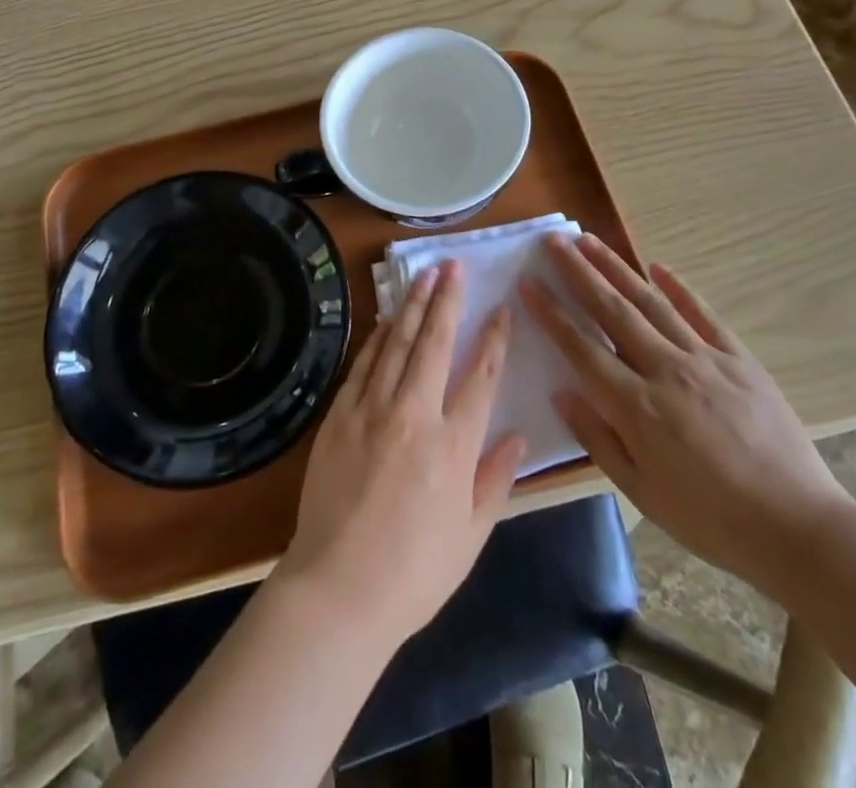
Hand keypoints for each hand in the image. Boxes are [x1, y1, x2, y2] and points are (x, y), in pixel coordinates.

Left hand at [277, 261, 527, 646]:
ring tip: (424, 274)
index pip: (481, 376)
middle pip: (435, 343)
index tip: (501, 308)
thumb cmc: (414, 572)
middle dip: (447, 300)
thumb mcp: (471, 536)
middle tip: (454, 265)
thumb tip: (517, 435)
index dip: (494, 339)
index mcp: (453, 445)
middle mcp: (414, 414)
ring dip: (412, 305)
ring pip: (397, 344)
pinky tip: (388, 319)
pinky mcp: (340, 415)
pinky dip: (378, 337)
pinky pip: (363, 364)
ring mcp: (372, 410)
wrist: (338, 590)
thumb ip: (495, 480)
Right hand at [522, 234, 855, 595]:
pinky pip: (703, 314)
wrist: (799, 527)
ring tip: (590, 240)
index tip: (528, 282)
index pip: (581, 347)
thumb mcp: (643, 493)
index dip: (551, 312)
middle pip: (612, 310)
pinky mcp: (739, 359)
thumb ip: (598, 439)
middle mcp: (665, 370)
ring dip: (617, 268)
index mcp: (637, 406)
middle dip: (578, 272)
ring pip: (651, 302)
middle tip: (553, 241)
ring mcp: (705, 359)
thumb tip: (561, 392)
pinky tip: (657, 267)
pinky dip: (679, 288)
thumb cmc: (712, 520)